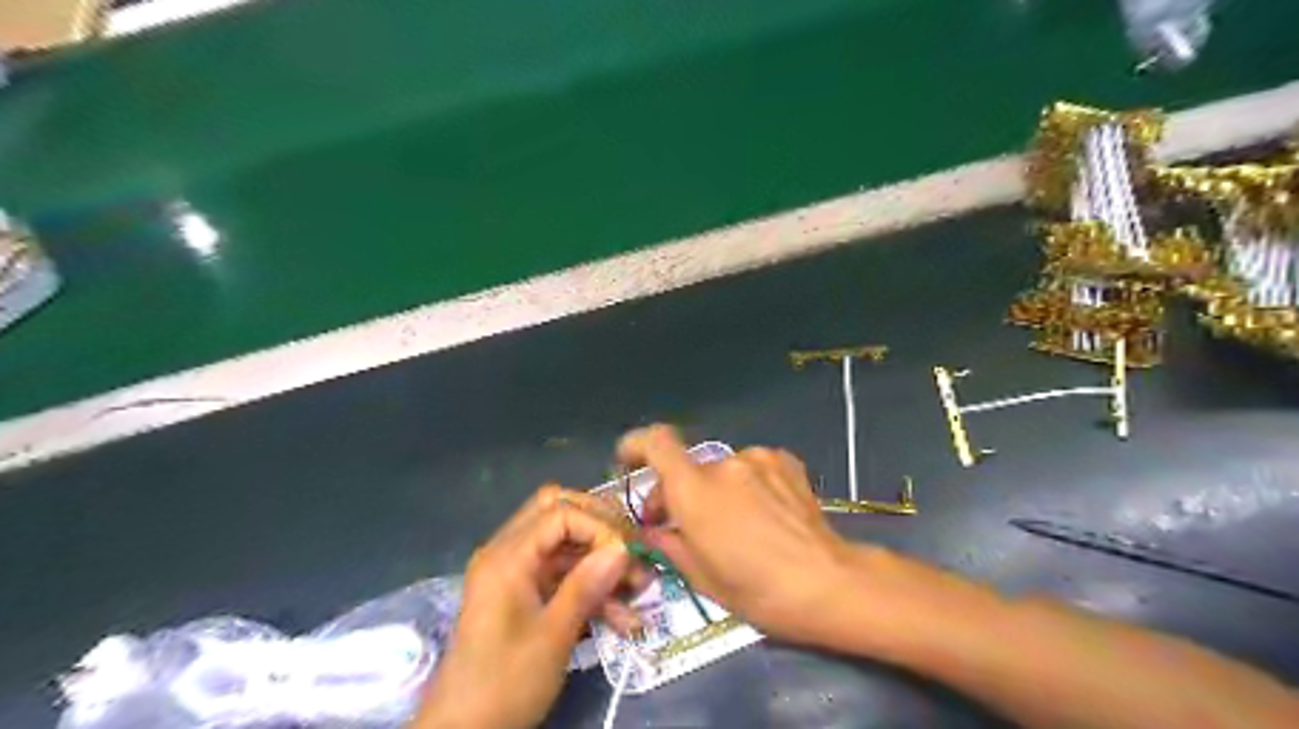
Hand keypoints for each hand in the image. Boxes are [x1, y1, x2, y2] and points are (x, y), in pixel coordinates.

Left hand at [415, 483, 636, 728]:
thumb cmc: (505, 683)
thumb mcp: (552, 636)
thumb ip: (587, 585)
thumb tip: (623, 547)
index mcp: (507, 557)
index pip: (560, 512)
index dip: (598, 527)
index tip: (626, 557)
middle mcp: (508, 553)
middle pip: (558, 513)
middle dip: (600, 528)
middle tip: (632, 550)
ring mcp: (516, 574)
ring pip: (565, 546)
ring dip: (601, 562)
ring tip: (639, 588)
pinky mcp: (524, 594)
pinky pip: (561, 575)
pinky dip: (590, 587)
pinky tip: (622, 615)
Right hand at [621, 424, 860, 641]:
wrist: (828, 583)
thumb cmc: (757, 590)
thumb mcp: (702, 577)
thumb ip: (670, 544)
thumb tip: (654, 531)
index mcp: (694, 490)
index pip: (656, 442)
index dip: (636, 445)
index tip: (628, 462)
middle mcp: (723, 464)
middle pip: (688, 468)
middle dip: (678, 492)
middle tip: (682, 525)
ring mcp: (758, 458)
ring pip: (722, 471)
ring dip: (716, 492)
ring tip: (734, 525)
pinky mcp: (785, 461)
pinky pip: (752, 468)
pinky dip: (747, 485)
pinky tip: (763, 513)